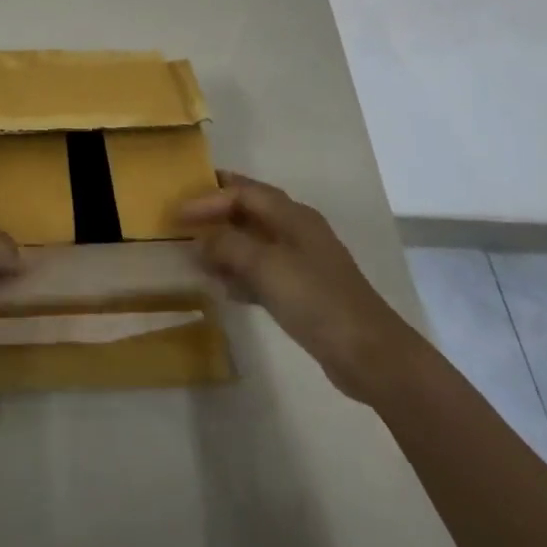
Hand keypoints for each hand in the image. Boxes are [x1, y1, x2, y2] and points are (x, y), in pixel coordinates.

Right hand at [177, 171, 420, 402]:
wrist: (368, 353)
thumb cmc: (315, 299)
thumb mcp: (265, 266)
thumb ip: (228, 247)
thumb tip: (200, 241)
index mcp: (292, 216)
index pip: (244, 192)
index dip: (209, 197)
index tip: (177, 213)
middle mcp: (297, 232)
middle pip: (251, 212)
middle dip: (218, 212)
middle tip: (184, 218)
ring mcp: (302, 263)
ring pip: (255, 244)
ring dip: (227, 246)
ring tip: (196, 255)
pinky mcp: (304, 293)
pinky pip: (263, 273)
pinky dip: (241, 275)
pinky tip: (224, 289)